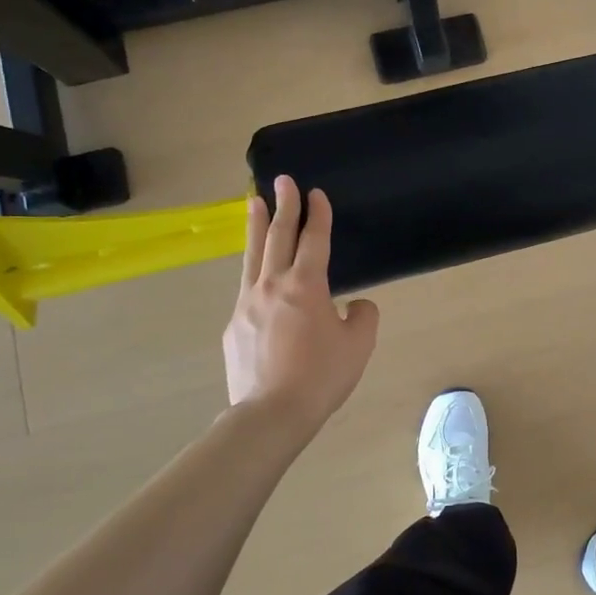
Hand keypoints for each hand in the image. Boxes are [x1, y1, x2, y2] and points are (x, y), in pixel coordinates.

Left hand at [223, 176, 378, 433]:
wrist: (270, 414)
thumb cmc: (321, 376)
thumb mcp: (359, 345)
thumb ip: (362, 317)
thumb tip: (353, 306)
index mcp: (306, 285)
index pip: (314, 239)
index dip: (317, 213)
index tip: (316, 192)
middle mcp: (273, 285)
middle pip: (278, 236)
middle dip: (284, 205)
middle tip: (282, 180)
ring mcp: (247, 304)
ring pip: (253, 255)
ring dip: (256, 226)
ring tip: (254, 203)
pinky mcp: (234, 326)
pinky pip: (246, 289)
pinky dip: (253, 271)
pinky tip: (256, 275)